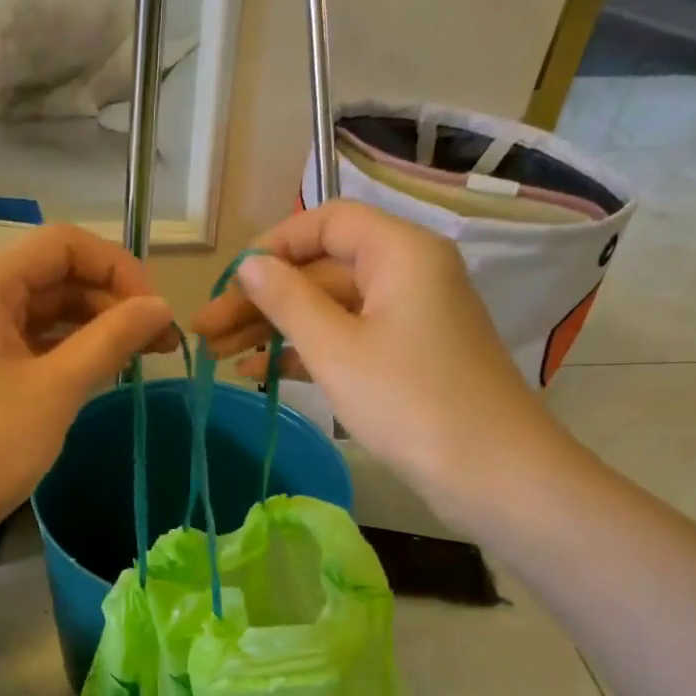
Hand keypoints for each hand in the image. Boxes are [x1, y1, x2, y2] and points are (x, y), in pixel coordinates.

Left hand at [0, 223, 176, 552]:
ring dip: (91, 327)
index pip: (63, 245)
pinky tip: (98, 371)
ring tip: (139, 359)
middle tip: (159, 343)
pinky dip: (63, 350)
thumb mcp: (55, 391)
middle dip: (110, 301)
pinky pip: (24, 339)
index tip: (157, 313)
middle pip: (53, 274)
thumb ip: (111, 340)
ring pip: (41, 309)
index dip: (119, 269)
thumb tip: (162, 307)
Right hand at [191, 200, 571, 519]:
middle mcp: (406, 273)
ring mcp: (407, 318)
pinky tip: (257, 373)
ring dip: (274, 328)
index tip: (230, 281)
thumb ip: (286, 300)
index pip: (326, 221)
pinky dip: (304, 352)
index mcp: (399, 252)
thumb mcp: (335, 348)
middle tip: (204, 330)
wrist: (490, 473)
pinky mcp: (404, 357)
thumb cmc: (409, 400)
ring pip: (328, 308)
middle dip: (261, 298)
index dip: (273, 245)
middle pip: (321, 269)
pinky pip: (345, 339)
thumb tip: (248, 265)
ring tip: (217, 353)